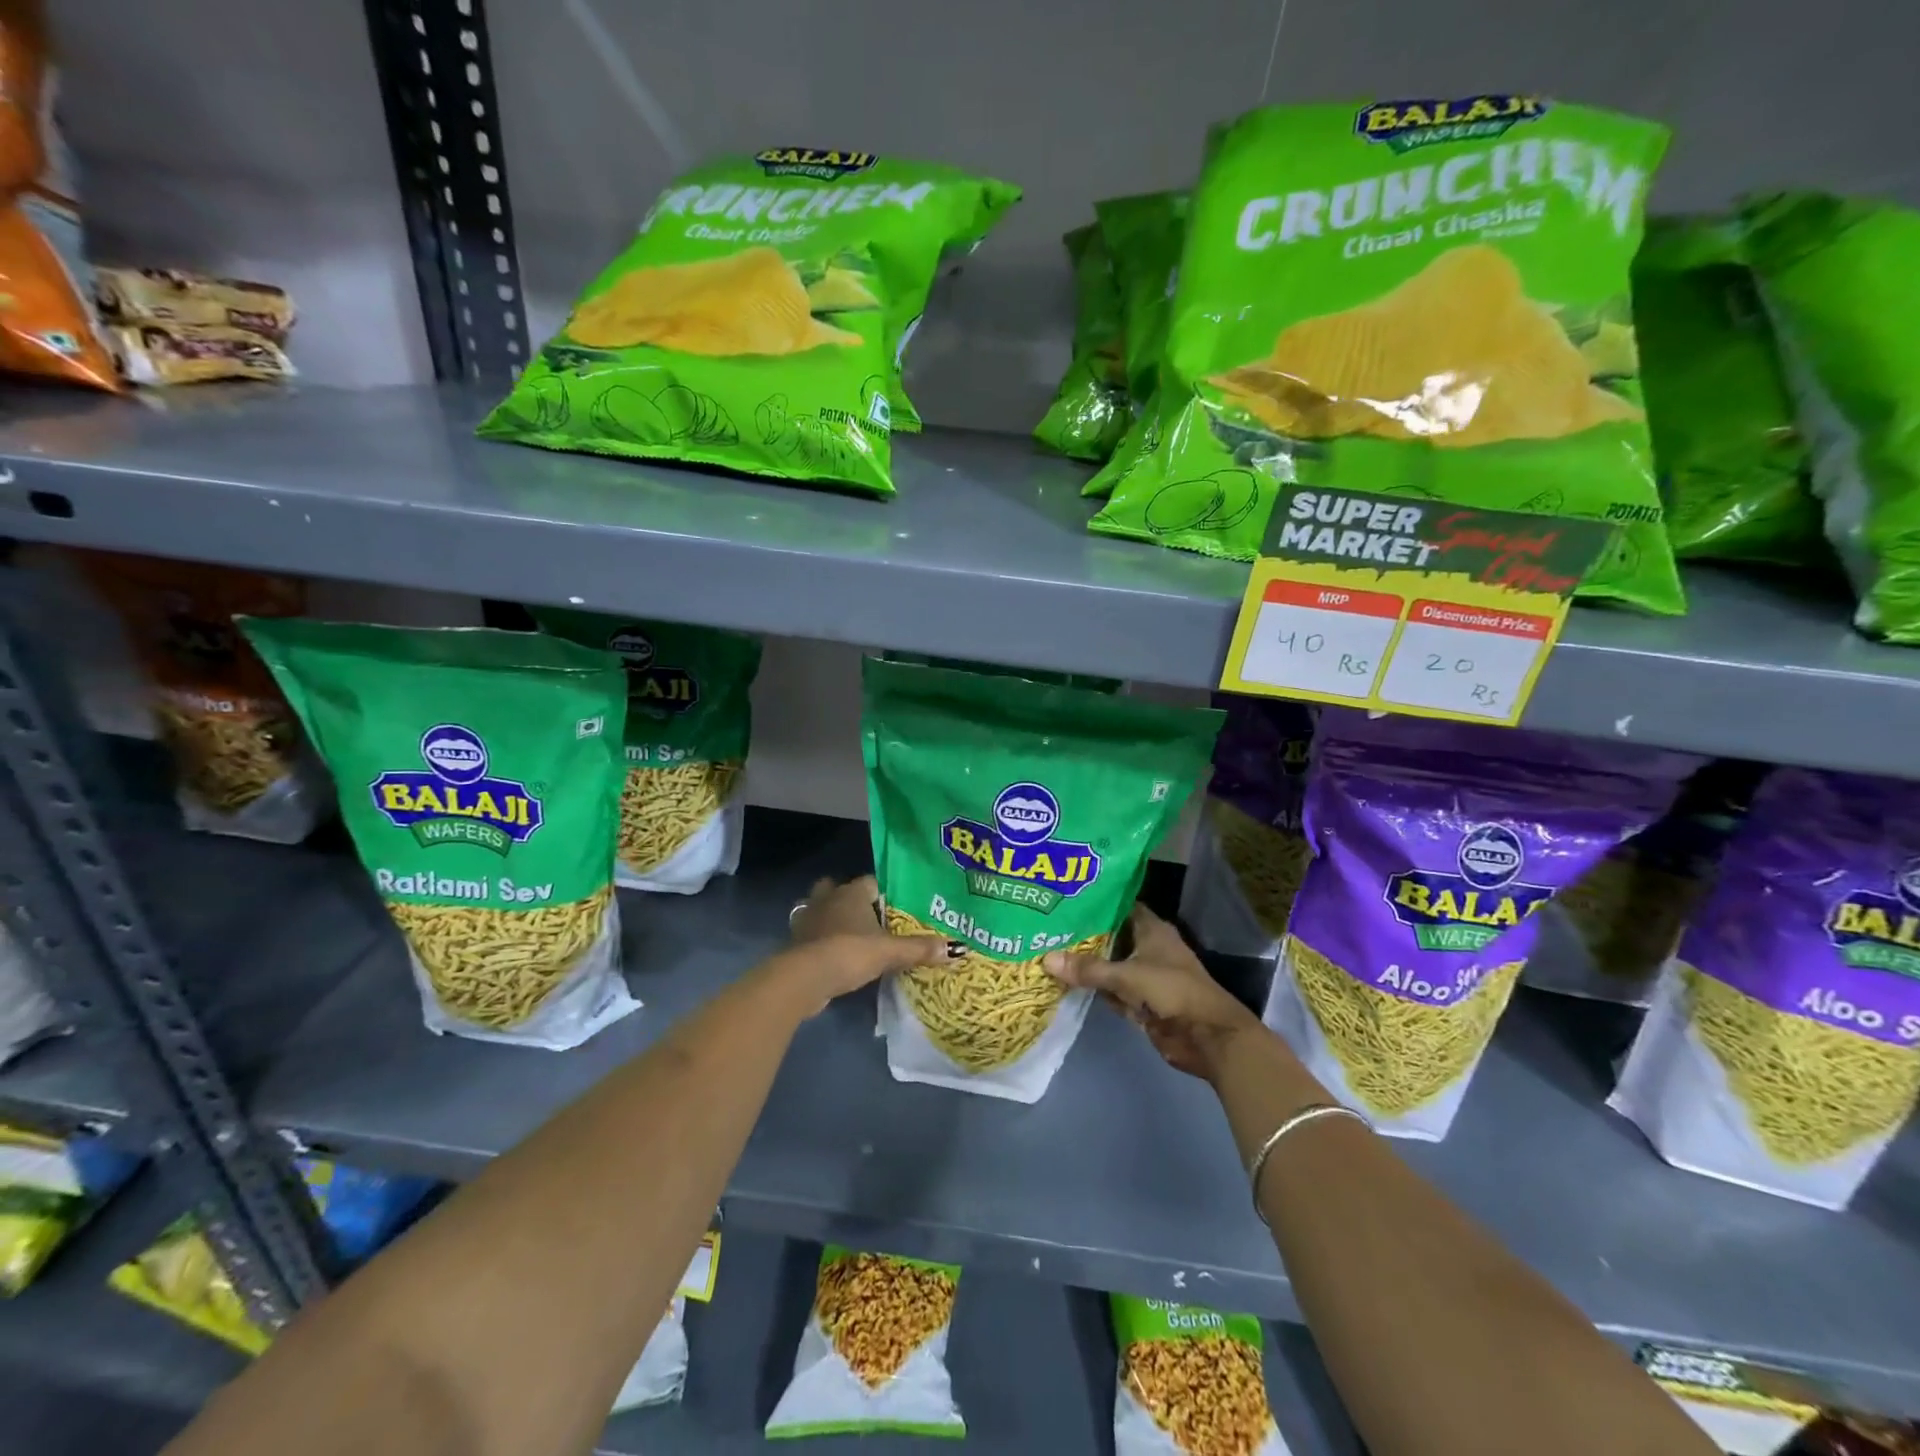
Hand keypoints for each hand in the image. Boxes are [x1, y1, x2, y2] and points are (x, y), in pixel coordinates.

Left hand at [784, 875, 945, 1006]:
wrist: (805, 977)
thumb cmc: (849, 952)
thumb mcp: (890, 952)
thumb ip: (920, 949)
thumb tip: (957, 948)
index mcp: (851, 892)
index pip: (870, 882)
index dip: (882, 893)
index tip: (894, 909)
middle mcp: (827, 899)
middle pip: (837, 889)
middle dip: (849, 899)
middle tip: (868, 919)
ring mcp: (807, 919)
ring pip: (819, 909)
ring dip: (830, 918)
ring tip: (848, 935)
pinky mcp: (796, 942)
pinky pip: (811, 934)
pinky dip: (820, 940)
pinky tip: (832, 955)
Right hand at [1045, 904, 1261, 1079]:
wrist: (1208, 1038)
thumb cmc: (1173, 992)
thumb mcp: (1128, 976)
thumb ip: (1089, 969)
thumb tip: (1046, 959)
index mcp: (1151, 929)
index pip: (1119, 905)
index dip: (1095, 901)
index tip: (1064, 897)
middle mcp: (1147, 947)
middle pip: (1110, 935)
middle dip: (1083, 933)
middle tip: (1046, 924)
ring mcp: (1144, 975)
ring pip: (1109, 964)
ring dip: (1086, 963)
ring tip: (1047, 948)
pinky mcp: (1140, 1001)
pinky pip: (1111, 989)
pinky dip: (1094, 987)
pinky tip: (1064, 981)